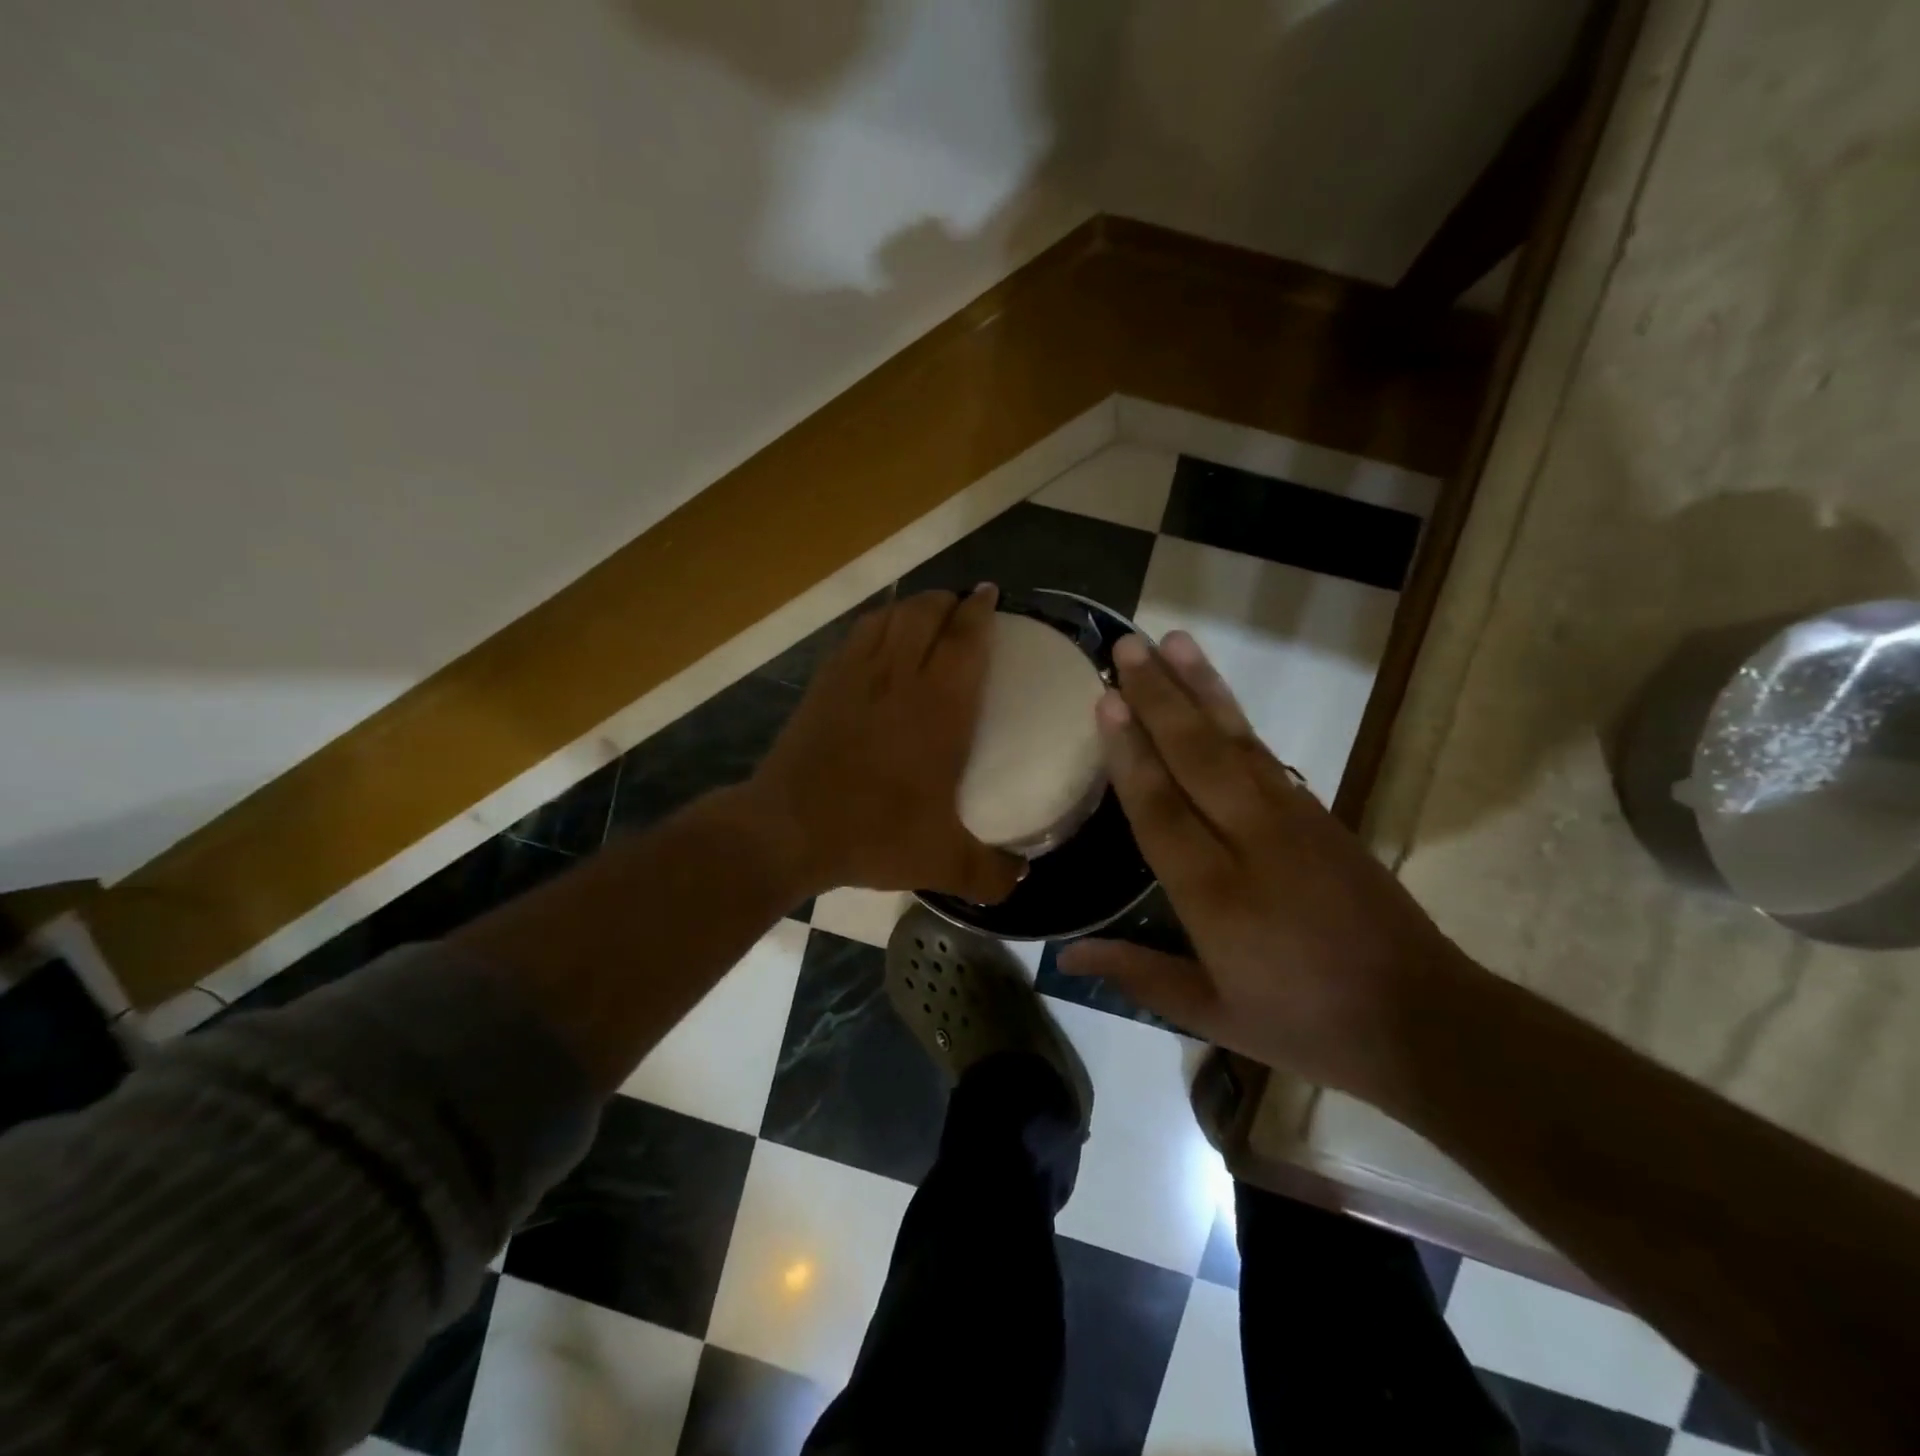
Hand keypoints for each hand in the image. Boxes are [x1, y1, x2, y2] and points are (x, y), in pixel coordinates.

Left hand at [750, 586, 1026, 903]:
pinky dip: (877, 624)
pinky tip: (880, 637)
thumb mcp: (942, 862)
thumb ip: (989, 873)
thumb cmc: (873, 833)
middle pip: (926, 612)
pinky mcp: (823, 683)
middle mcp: (900, 676)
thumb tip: (1021, 881)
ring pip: (889, 616)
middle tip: (964, 608)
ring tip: (927, 615)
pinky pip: (857, 635)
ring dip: (913, 606)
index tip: (991, 596)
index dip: (980, 610)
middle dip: (949, 600)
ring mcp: (856, 674)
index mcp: (939, 705)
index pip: (966, 637)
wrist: (788, 829)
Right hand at [1058, 630, 1476, 1098]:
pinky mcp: (1321, 815)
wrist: (1424, 1020)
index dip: (1129, 752)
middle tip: (1128, 645)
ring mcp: (1294, 821)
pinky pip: (1267, 755)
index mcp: (1216, 895)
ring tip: (1173, 642)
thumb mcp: (1214, 1014)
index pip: (1160, 808)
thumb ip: (1138, 974)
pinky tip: (1216, 697)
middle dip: (1159, 697)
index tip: (1105, 700)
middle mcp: (1251, 842)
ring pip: (1236, 742)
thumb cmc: (1306, 1024)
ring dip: (1201, 688)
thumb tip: (1065, 954)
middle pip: (1196, 756)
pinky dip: (1236, 719)